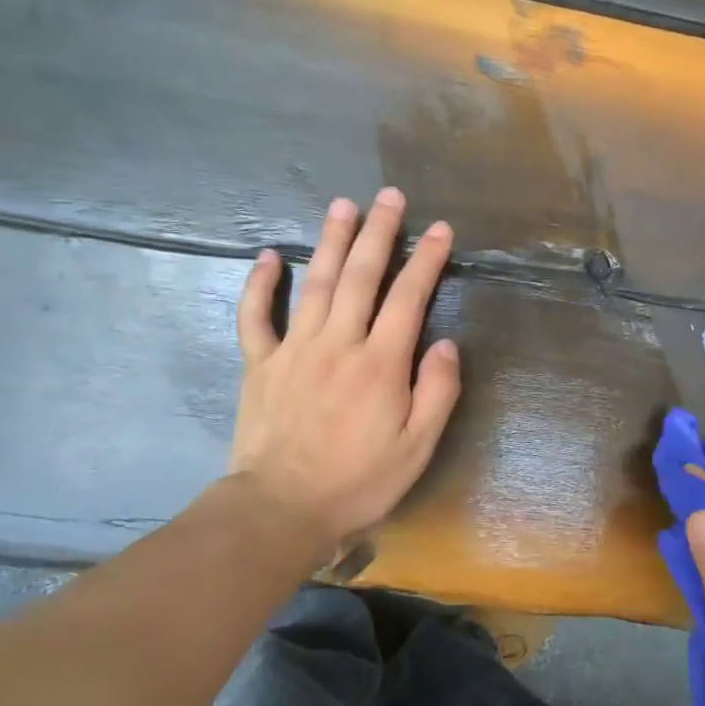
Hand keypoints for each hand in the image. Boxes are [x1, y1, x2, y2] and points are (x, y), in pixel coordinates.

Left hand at [229, 188, 460, 548]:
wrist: (281, 509)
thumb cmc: (358, 481)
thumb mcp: (417, 447)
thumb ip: (437, 392)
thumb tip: (447, 344)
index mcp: (381, 363)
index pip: (410, 297)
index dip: (427, 260)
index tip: (441, 229)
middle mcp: (339, 343)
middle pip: (363, 276)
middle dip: (380, 233)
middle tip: (390, 196)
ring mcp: (295, 349)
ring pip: (318, 283)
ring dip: (333, 241)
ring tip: (344, 205)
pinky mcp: (261, 364)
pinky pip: (257, 316)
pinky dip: (261, 283)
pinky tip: (270, 255)